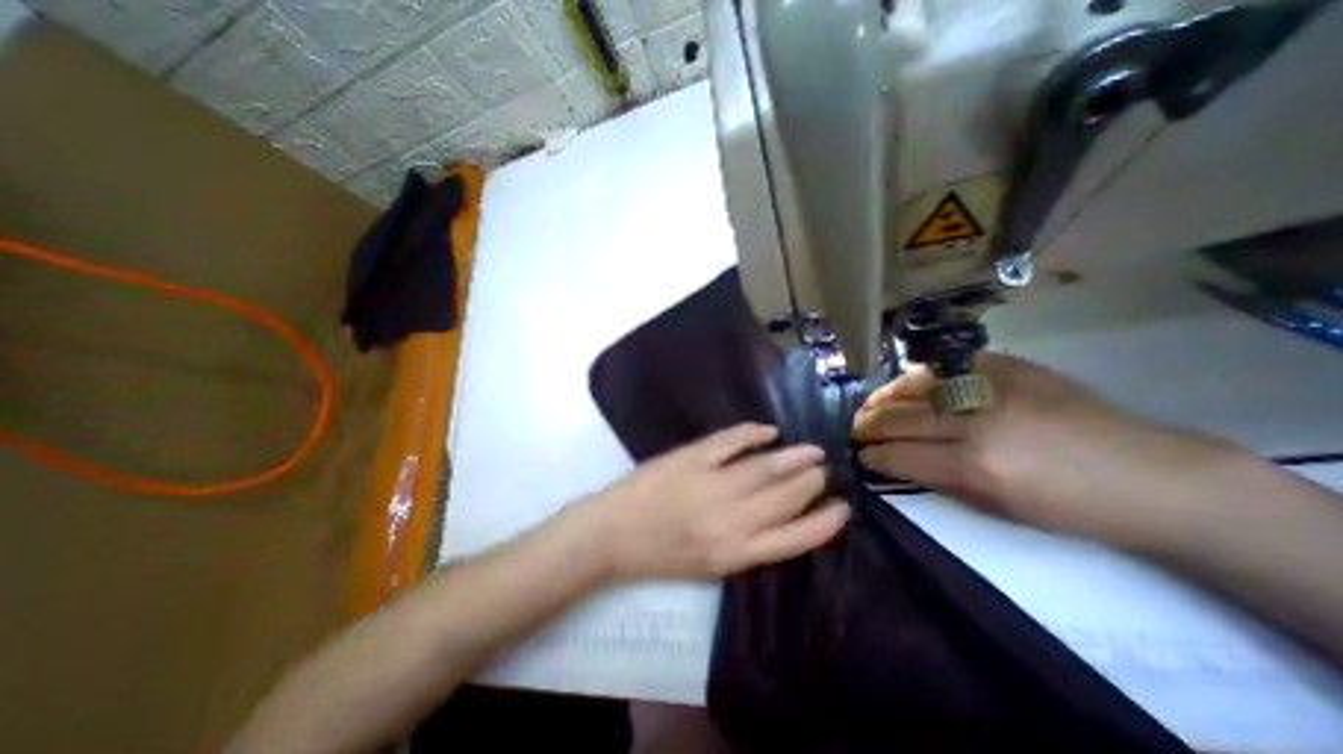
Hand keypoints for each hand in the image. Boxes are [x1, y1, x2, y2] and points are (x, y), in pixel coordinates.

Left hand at [576, 423, 847, 582]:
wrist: (613, 534)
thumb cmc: (659, 555)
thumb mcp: (709, 565)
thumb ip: (746, 544)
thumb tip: (777, 517)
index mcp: (736, 553)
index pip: (795, 537)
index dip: (824, 522)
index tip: (842, 508)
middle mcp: (731, 520)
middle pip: (785, 497)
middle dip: (811, 482)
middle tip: (824, 470)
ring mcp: (712, 484)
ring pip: (765, 468)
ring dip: (793, 458)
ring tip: (811, 451)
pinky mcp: (692, 458)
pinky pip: (730, 441)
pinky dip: (752, 433)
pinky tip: (769, 431)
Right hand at [854, 355, 1230, 547]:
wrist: (1150, 475)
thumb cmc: (1069, 508)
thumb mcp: (994, 508)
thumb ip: (936, 478)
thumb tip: (894, 461)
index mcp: (975, 465)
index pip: (899, 454)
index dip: (872, 455)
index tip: (860, 455)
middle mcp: (975, 421)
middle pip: (899, 416)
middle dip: (868, 424)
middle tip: (855, 429)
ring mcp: (991, 387)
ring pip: (914, 385)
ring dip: (884, 397)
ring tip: (871, 405)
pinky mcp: (1007, 366)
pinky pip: (944, 366)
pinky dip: (918, 377)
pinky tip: (907, 386)